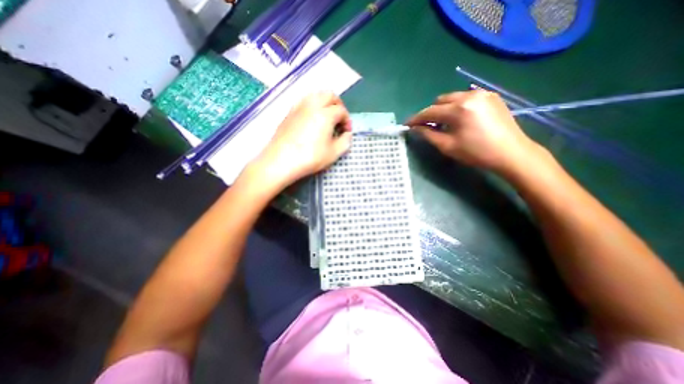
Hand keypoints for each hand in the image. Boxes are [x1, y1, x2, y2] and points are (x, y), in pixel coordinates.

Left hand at [248, 92, 352, 187]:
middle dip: (338, 105)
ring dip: (325, 103)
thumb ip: (345, 141)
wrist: (281, 161)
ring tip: (326, 118)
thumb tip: (347, 134)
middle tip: (339, 120)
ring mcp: (299, 107)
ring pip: (315, 95)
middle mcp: (312, 105)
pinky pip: (304, 101)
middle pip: (329, 95)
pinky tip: (312, 119)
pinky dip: (312, 106)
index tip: (346, 132)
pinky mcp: (289, 113)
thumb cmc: (310, 157)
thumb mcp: (334, 153)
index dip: (347, 120)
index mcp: (326, 114)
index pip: (341, 111)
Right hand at [404, 90, 544, 173]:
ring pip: (453, 98)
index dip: (416, 118)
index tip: (407, 124)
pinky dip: (457, 107)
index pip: (430, 111)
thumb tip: (415, 128)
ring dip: (444, 109)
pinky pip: (466, 98)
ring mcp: (482, 94)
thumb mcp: (447, 146)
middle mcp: (470, 95)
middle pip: (440, 101)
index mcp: (458, 109)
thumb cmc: (476, 153)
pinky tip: (460, 119)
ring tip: (445, 124)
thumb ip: (428, 134)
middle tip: (428, 127)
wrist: (511, 153)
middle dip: (431, 113)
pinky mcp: (491, 96)